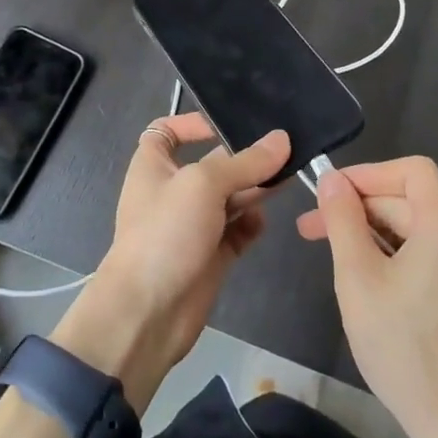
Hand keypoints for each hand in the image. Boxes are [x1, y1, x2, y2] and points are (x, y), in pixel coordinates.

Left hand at [53, 116, 288, 409]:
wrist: (147, 314)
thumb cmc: (165, 234)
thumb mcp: (203, 185)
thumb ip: (245, 162)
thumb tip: (282, 139)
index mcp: (154, 166)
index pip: (166, 132)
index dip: (190, 123)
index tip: (225, 123)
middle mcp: (173, 192)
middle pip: (212, 164)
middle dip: (244, 158)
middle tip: (286, 151)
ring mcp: (192, 225)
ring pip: (230, 197)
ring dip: (256, 189)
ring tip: (289, 178)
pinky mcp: (211, 255)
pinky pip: (237, 231)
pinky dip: (251, 225)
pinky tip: (263, 222)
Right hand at [297, 157, 437, 437]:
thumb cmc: (402, 346)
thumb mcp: (358, 278)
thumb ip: (343, 221)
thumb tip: (332, 181)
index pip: (412, 171)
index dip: (369, 174)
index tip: (332, 194)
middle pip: (410, 201)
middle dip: (360, 210)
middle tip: (312, 230)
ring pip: (418, 230)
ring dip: (374, 233)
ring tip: (334, 255)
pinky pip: (430, 254)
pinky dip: (396, 255)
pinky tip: (368, 279)